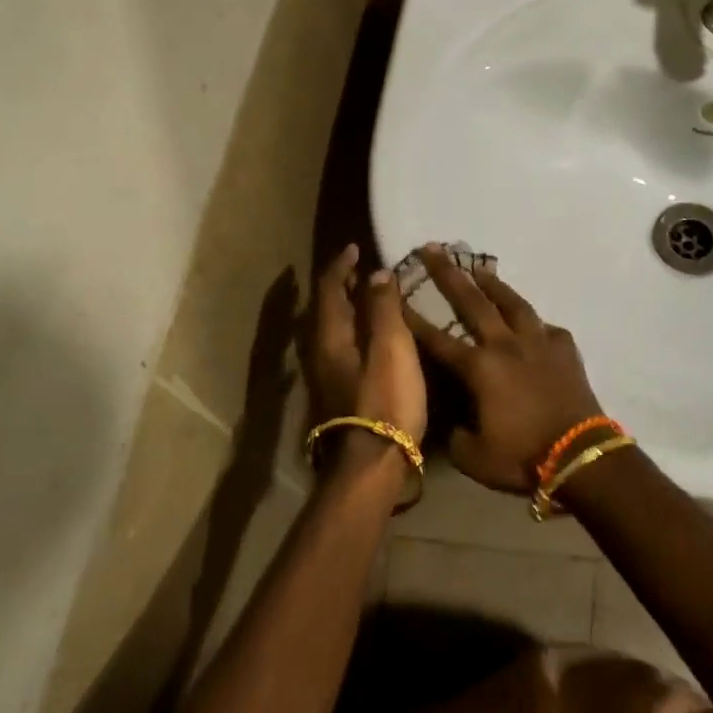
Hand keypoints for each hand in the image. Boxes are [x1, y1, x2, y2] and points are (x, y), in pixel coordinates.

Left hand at [301, 245, 426, 459]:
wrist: (372, 464)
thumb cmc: (385, 400)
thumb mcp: (391, 348)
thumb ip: (384, 308)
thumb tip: (376, 274)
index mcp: (330, 337)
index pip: (329, 289)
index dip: (341, 266)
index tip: (355, 248)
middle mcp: (321, 353)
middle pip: (327, 310)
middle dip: (343, 286)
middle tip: (364, 270)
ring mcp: (327, 377)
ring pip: (334, 330)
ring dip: (349, 309)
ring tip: (372, 299)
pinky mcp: (340, 394)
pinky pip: (344, 347)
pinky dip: (357, 330)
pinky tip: (375, 339)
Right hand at [403, 245, 605, 492]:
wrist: (579, 456)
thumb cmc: (522, 457)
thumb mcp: (473, 457)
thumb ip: (455, 433)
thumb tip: (454, 420)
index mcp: (479, 369)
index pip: (437, 339)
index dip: (413, 318)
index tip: (396, 294)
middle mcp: (506, 345)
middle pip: (473, 302)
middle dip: (449, 274)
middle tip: (433, 248)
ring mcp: (539, 342)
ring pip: (513, 303)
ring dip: (494, 283)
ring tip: (479, 268)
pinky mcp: (565, 348)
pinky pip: (546, 327)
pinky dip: (534, 323)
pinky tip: (531, 322)